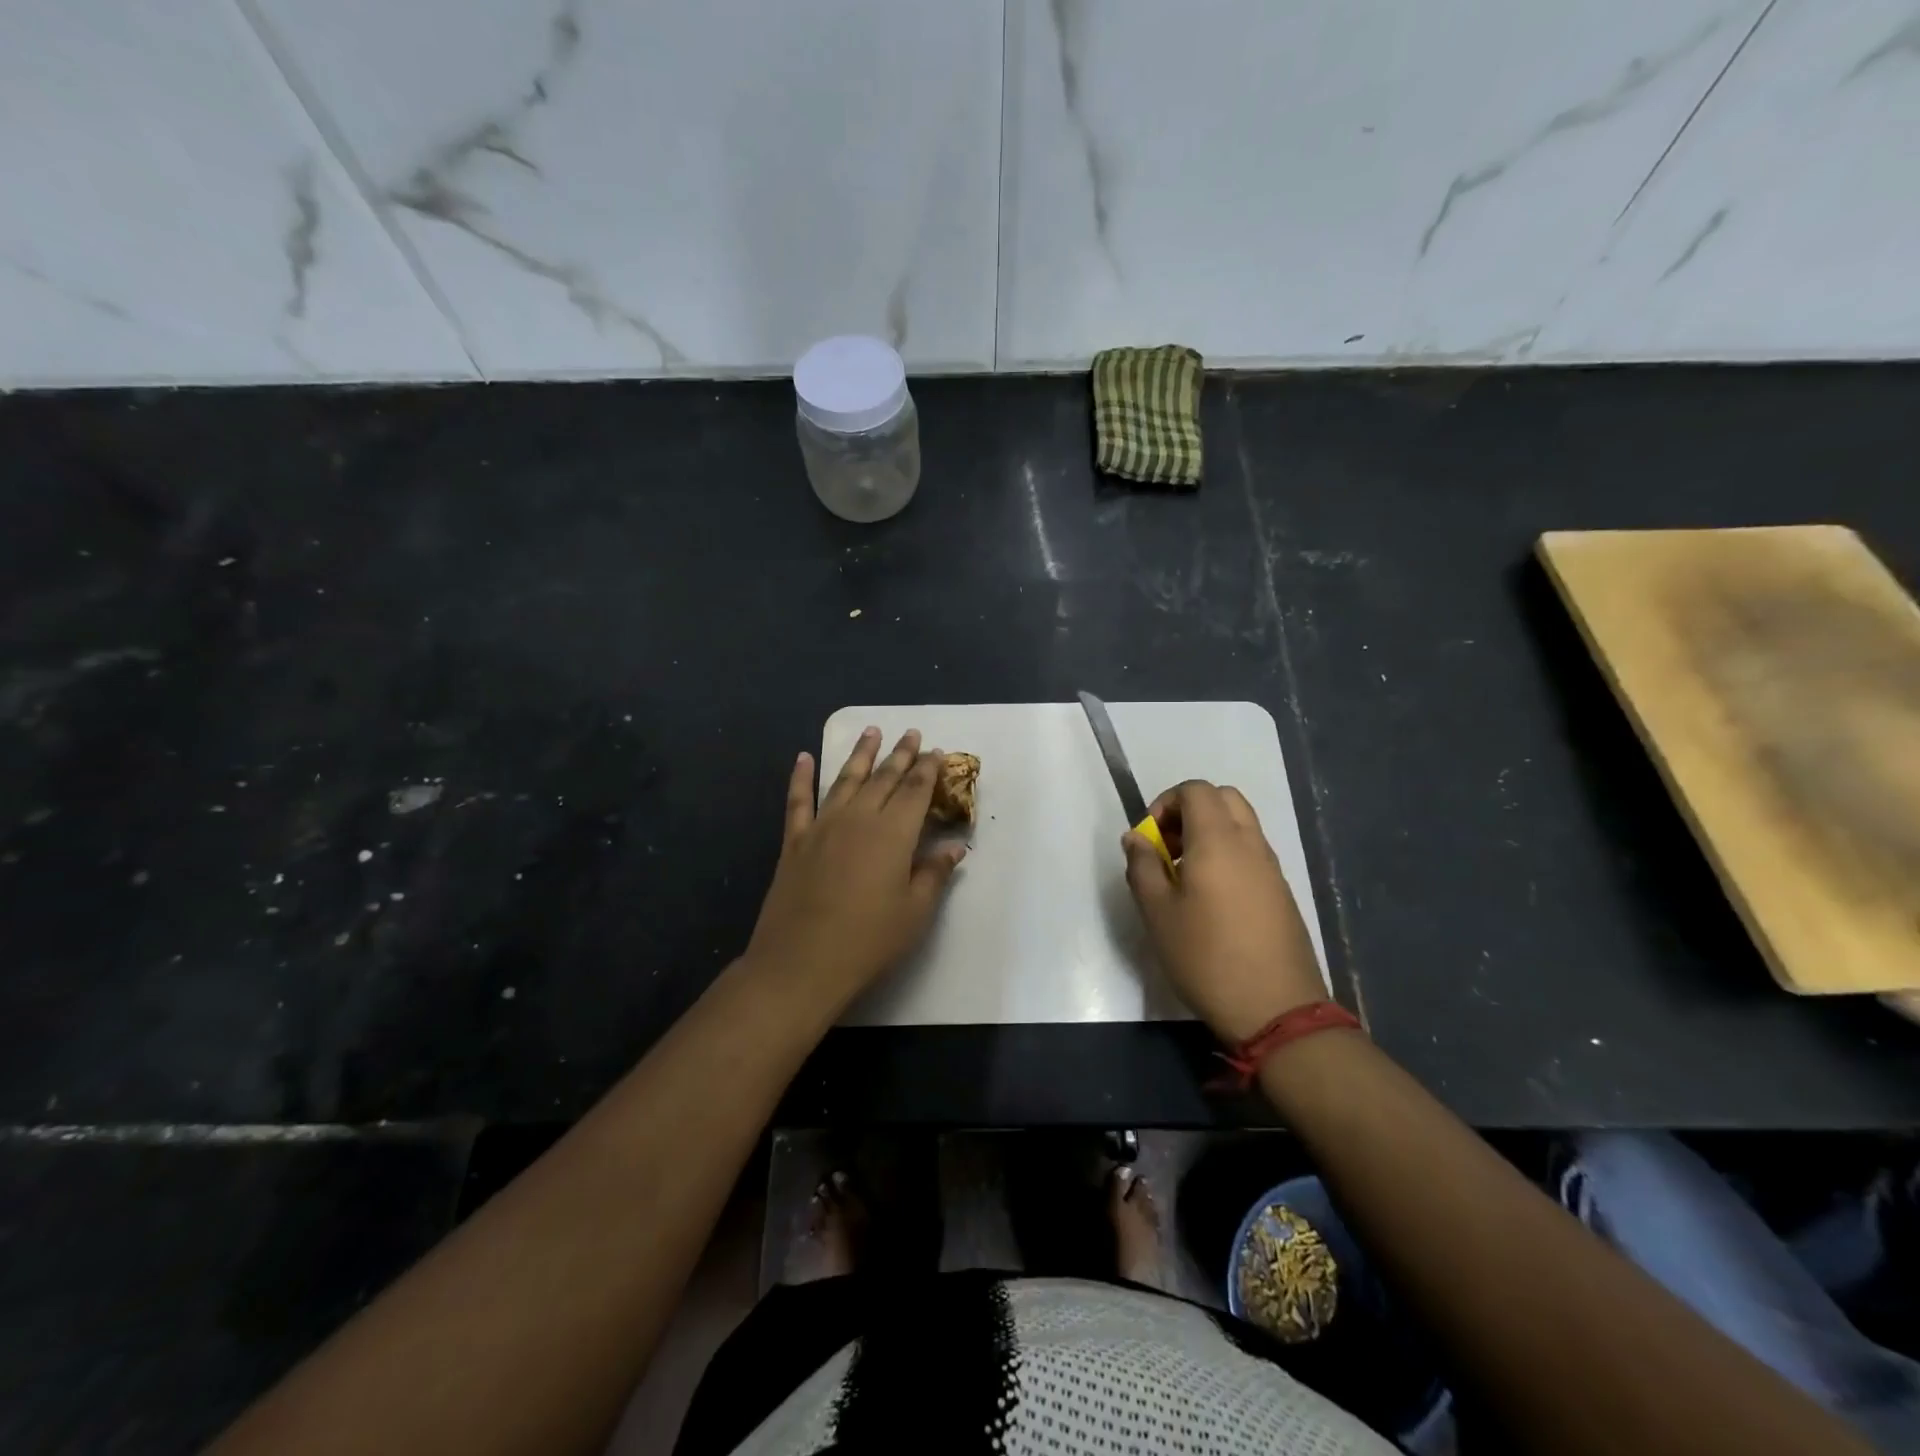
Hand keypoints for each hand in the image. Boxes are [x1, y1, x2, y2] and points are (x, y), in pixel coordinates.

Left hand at [744, 728, 966, 1008]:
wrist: (801, 963)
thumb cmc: (868, 941)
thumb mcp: (914, 912)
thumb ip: (934, 874)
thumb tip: (954, 847)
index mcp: (893, 833)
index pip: (915, 790)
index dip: (928, 769)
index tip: (937, 751)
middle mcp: (858, 818)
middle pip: (884, 778)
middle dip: (900, 754)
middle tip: (911, 734)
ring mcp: (822, 826)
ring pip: (845, 779)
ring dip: (861, 754)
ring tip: (871, 731)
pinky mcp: (794, 842)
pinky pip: (798, 800)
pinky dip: (801, 777)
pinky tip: (803, 757)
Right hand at [1122, 780, 1324, 1041]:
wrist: (1276, 1008)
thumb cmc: (1206, 957)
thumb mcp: (1157, 913)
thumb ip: (1142, 866)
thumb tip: (1136, 837)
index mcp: (1217, 840)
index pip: (1195, 790)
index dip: (1165, 802)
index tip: (1149, 838)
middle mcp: (1249, 843)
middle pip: (1223, 798)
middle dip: (1189, 810)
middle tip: (1167, 847)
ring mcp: (1271, 867)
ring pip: (1240, 823)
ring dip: (1209, 831)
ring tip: (1185, 874)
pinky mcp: (1281, 891)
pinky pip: (1252, 851)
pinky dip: (1228, 853)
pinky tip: (1211, 897)